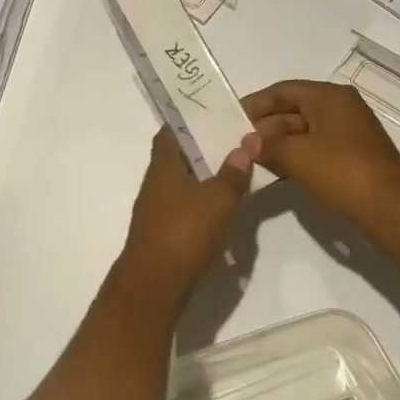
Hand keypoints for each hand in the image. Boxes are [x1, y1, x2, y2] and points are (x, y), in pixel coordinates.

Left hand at [115, 128, 263, 307]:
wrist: (155, 284)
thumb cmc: (185, 231)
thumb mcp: (219, 199)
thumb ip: (233, 172)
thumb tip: (244, 144)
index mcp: (163, 164)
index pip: (170, 131)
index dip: (188, 120)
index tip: (212, 114)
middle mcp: (155, 181)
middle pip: (178, 156)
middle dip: (202, 149)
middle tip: (232, 143)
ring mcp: (156, 208)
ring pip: (181, 182)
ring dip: (204, 178)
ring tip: (233, 174)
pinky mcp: (162, 232)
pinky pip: (183, 207)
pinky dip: (201, 203)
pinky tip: (222, 211)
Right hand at [242, 80, 399, 225]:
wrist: (393, 210)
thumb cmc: (342, 172)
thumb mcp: (297, 157)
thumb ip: (267, 146)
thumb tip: (247, 143)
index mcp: (329, 97)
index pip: (283, 91)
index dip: (255, 104)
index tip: (231, 118)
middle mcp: (341, 108)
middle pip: (293, 111)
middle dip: (266, 128)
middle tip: (239, 145)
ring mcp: (349, 133)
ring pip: (304, 132)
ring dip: (279, 145)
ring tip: (253, 161)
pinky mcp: (353, 157)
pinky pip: (316, 149)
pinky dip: (296, 157)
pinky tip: (277, 173)